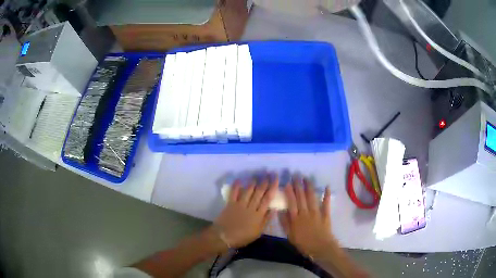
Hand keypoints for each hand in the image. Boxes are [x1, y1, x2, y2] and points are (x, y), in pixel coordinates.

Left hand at [214, 175, 277, 248]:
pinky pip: (234, 193)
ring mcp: (240, 205)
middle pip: (259, 193)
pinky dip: (236, 186)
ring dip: (253, 183)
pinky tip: (239, 180)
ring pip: (248, 191)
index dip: (272, 188)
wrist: (224, 237)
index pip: (267, 199)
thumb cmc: (243, 237)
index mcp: (258, 215)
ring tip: (257, 177)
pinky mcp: (230, 204)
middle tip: (269, 174)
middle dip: (264, 183)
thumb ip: (266, 220)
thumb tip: (274, 209)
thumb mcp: (258, 232)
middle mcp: (250, 207)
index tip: (276, 180)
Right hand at [279, 178, 333, 257]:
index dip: (289, 192)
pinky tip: (326, 187)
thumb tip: (280, 211)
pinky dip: (326, 195)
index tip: (287, 182)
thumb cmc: (304, 244)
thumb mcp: (290, 236)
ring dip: (309, 187)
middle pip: (301, 197)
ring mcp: (317, 213)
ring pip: (312, 198)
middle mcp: (306, 213)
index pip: (292, 202)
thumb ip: (285, 223)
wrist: (321, 248)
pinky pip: (326, 204)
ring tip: (306, 178)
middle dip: (298, 185)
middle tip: (296, 175)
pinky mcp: (325, 215)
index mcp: (296, 218)